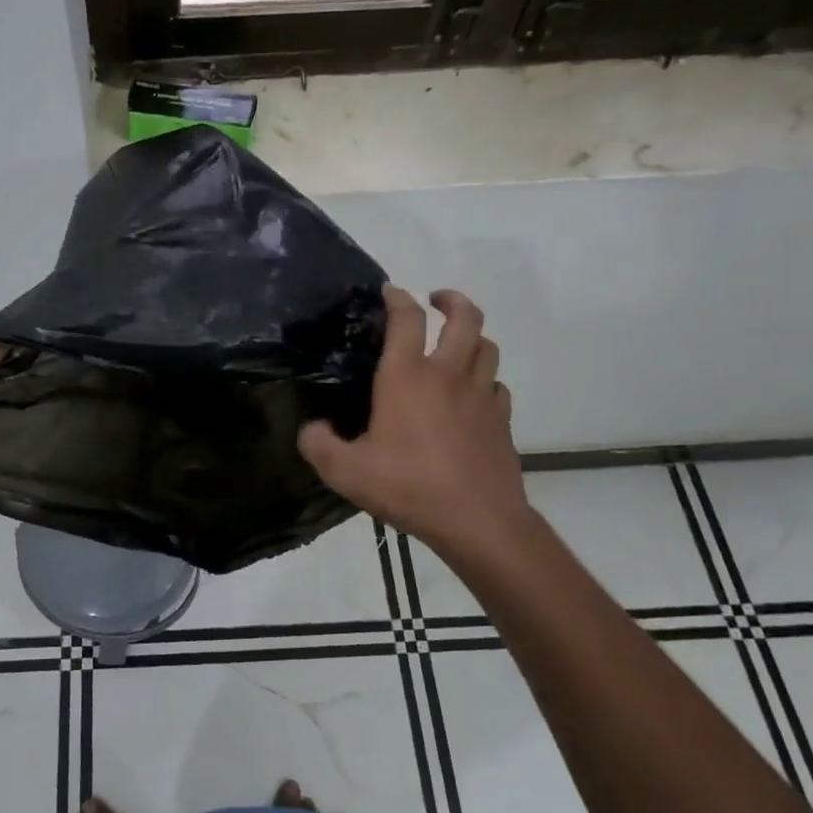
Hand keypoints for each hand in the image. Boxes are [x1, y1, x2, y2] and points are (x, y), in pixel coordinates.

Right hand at [298, 286, 534, 564]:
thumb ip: (318, 445)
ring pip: (488, 348)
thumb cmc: (409, 486)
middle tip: (436, 300)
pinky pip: (497, 386)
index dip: (398, 298)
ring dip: (474, 337)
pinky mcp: (502, 421)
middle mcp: (448, 375)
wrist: (478, 520)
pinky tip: (473, 396)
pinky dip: (486, 380)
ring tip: (457, 344)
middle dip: (452, 300)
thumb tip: (310, 430)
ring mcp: (481, 396)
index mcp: (407, 377)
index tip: (389, 291)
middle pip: (466, 318)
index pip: (406, 319)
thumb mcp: (346, 471)